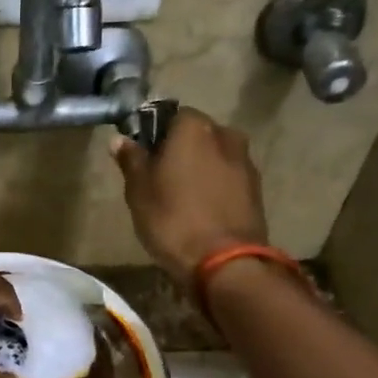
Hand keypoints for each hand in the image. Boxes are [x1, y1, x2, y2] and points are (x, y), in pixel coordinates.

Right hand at [112, 107, 268, 285]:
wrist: (224, 262)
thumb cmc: (173, 219)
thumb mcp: (139, 191)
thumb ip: (131, 160)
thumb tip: (120, 140)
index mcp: (194, 127)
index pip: (170, 116)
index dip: (154, 135)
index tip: (143, 158)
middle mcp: (225, 134)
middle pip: (196, 135)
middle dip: (179, 151)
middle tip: (159, 180)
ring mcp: (245, 161)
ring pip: (214, 157)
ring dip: (199, 169)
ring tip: (181, 198)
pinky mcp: (256, 189)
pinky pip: (227, 178)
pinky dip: (215, 187)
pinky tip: (202, 210)